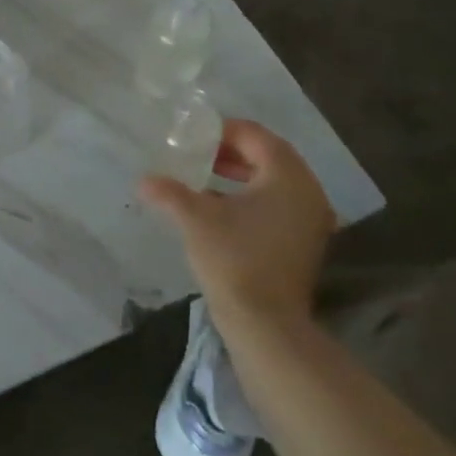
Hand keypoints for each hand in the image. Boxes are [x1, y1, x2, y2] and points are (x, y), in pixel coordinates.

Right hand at [139, 119, 335, 331]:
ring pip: (275, 180)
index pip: (254, 135)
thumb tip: (143, 180)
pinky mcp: (307, 241)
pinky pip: (280, 202)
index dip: (221, 131)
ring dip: (242, 173)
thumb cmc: (234, 259)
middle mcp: (308, 190)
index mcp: (287, 176)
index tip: (192, 138)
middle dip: (231, 151)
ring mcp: (312, 218)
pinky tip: (222, 206)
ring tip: (206, 176)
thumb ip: (169, 192)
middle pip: (268, 154)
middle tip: (198, 153)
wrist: (266, 324)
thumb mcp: (195, 219)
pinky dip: (254, 195)